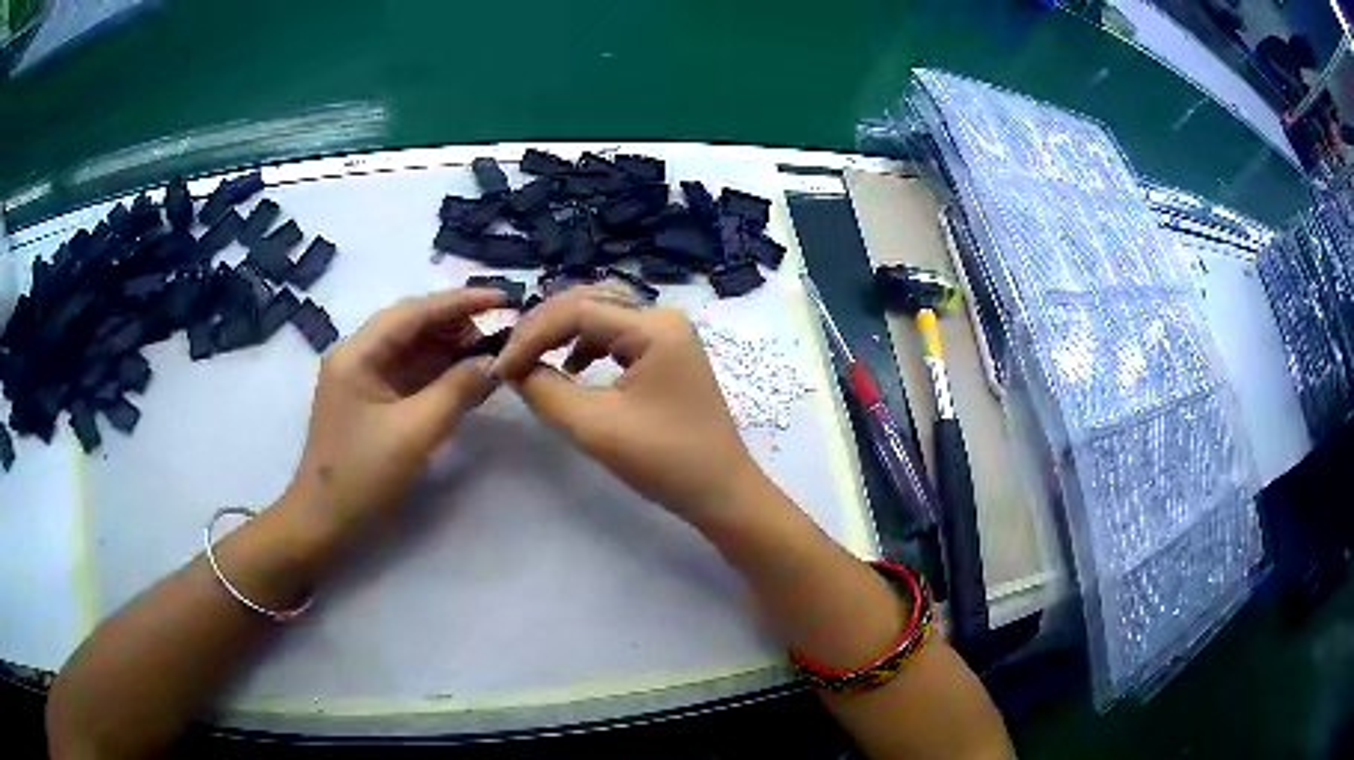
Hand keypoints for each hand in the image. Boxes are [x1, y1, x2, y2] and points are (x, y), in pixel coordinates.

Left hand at [283, 288, 504, 536]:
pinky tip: (466, 376)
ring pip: (412, 349)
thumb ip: (457, 391)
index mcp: (357, 353)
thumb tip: (494, 363)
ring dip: (450, 349)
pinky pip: (409, 374)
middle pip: (412, 325)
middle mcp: (357, 355)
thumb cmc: (363, 475)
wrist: (325, 521)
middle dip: (457, 325)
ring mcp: (362, 378)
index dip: (459, 301)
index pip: (413, 312)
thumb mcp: (415, 432)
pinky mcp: (370, 400)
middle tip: (501, 331)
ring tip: (491, 351)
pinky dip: (438, 372)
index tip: (502, 297)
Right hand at [491, 287, 761, 522]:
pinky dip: (586, 345)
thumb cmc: (665, 461)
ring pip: (601, 315)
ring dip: (562, 333)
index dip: (531, 336)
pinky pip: (617, 335)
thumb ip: (546, 392)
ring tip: (532, 360)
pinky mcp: (667, 353)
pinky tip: (572, 368)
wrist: (721, 491)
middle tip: (510, 360)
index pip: (576, 311)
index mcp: (654, 327)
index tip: (501, 368)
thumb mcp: (595, 427)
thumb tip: (512, 369)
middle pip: (588, 303)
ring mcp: (669, 334)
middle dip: (544, 328)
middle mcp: (663, 317)